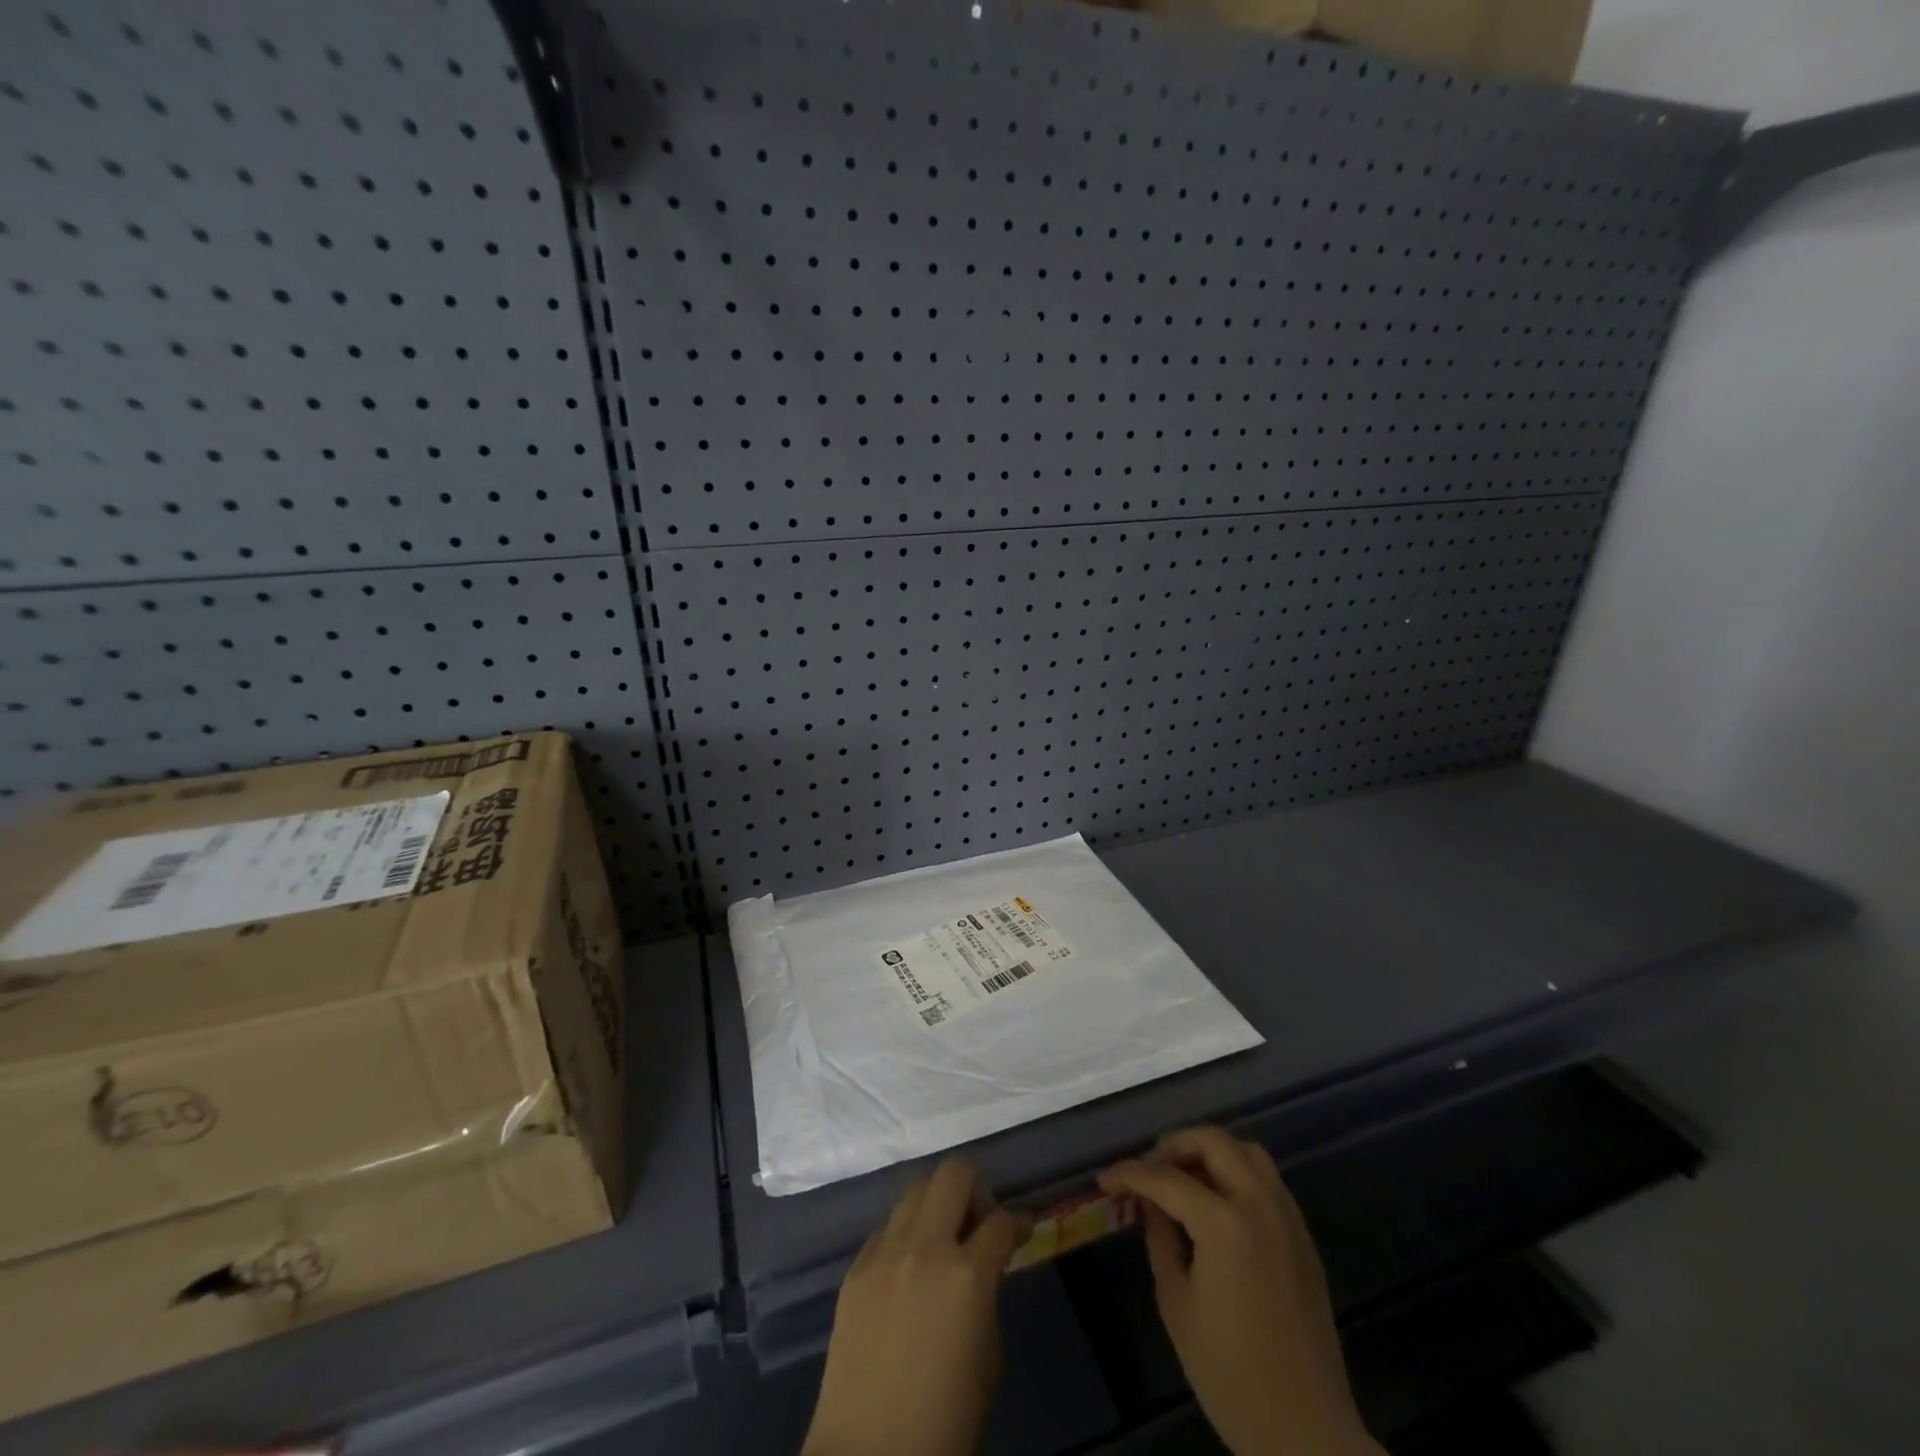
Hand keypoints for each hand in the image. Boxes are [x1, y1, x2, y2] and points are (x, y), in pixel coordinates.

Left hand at [801, 1157, 1030, 1455]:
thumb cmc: (944, 1420)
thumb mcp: (988, 1357)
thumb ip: (988, 1295)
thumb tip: (985, 1266)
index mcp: (967, 1274)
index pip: (1002, 1220)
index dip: (1019, 1221)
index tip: (1024, 1227)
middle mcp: (925, 1246)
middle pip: (953, 1173)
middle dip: (975, 1189)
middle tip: (979, 1223)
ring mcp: (884, 1252)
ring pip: (915, 1190)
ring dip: (936, 1205)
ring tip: (942, 1240)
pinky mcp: (855, 1266)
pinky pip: (886, 1228)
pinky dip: (905, 1235)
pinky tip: (908, 1269)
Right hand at [1099, 1127, 1381, 1455]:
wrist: (1306, 1430)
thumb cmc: (1229, 1373)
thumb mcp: (1177, 1302)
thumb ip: (1160, 1237)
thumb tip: (1149, 1202)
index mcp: (1225, 1223)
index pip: (1166, 1178)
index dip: (1129, 1173)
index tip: (1105, 1179)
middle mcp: (1260, 1204)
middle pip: (1213, 1141)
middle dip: (1173, 1145)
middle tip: (1148, 1171)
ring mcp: (1287, 1216)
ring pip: (1245, 1151)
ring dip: (1209, 1151)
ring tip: (1182, 1178)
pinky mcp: (1302, 1235)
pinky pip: (1265, 1179)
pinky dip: (1235, 1171)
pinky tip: (1216, 1202)